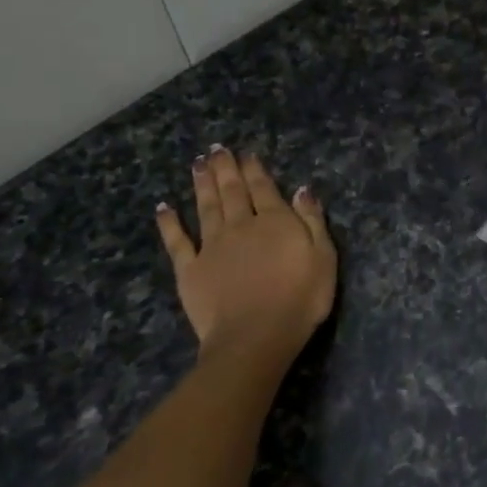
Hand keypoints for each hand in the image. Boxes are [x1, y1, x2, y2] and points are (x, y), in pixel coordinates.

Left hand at [155, 148, 336, 376]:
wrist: (255, 336)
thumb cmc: (300, 299)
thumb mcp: (323, 257)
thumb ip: (312, 221)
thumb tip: (301, 189)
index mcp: (275, 221)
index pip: (263, 188)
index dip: (254, 169)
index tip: (245, 153)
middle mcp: (240, 225)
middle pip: (232, 191)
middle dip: (225, 168)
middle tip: (216, 149)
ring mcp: (212, 246)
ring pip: (206, 207)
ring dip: (202, 184)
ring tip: (198, 164)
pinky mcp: (190, 269)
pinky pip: (177, 241)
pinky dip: (169, 223)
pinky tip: (163, 208)